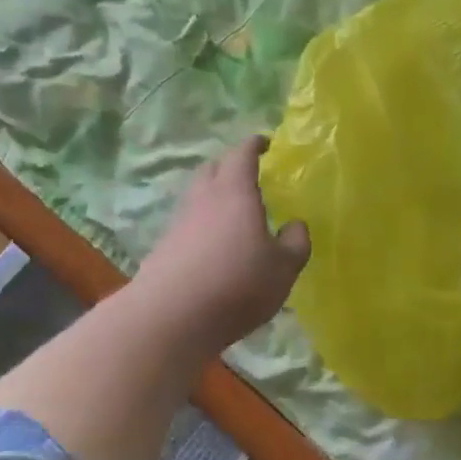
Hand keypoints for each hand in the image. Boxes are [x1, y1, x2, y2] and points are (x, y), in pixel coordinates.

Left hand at [131, 136, 310, 353]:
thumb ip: (295, 243)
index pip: (242, 154)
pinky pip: (188, 223)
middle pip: (213, 168)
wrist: (170, 317)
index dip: (254, 145)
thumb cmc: (236, 284)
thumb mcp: (283, 268)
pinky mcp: (164, 248)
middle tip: (248, 173)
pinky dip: (203, 224)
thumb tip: (296, 226)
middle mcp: (203, 199)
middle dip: (230, 165)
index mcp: (235, 192)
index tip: (265, 143)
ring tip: (233, 211)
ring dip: (214, 195)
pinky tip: (214, 245)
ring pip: (197, 196)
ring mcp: (179, 223)